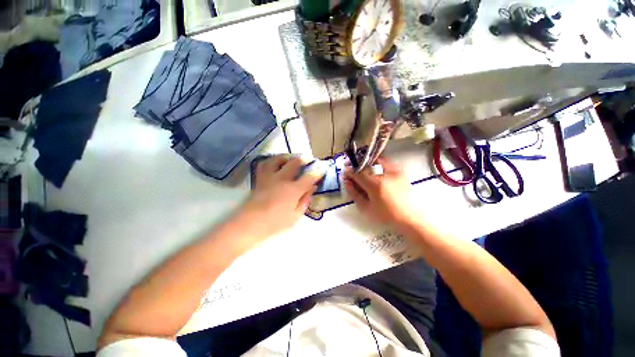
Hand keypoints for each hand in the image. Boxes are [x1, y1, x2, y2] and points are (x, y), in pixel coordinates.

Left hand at [241, 155, 322, 238]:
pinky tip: (275, 163)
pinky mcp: (260, 178)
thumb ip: (305, 200)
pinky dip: (272, 160)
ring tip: (292, 158)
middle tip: (309, 159)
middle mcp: (282, 179)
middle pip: (294, 163)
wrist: (249, 224)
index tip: (322, 167)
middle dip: (304, 159)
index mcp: (293, 190)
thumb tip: (312, 188)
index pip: (309, 176)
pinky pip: (265, 164)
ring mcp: (269, 177)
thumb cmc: (275, 223)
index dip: (318, 171)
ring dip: (287, 156)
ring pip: (278, 159)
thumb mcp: (295, 216)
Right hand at [343, 158, 419, 226]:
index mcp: (375, 185)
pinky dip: (379, 164)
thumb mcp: (366, 208)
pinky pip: (387, 163)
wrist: (410, 218)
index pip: (358, 173)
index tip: (346, 173)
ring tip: (365, 172)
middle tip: (354, 174)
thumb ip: (354, 194)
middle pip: (366, 167)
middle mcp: (385, 175)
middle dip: (357, 169)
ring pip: (375, 162)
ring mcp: (394, 172)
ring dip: (367, 166)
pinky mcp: (400, 172)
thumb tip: (347, 182)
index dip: (350, 172)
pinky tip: (376, 171)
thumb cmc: (386, 216)